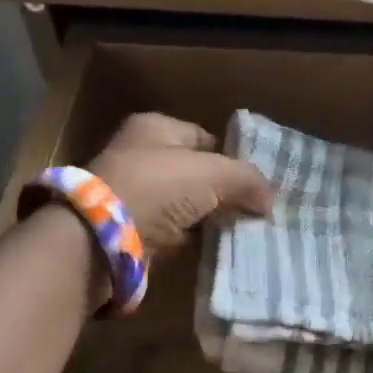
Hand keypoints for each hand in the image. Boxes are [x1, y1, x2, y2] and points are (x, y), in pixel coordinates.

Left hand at [88, 113, 273, 254]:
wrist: (102, 236)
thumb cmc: (159, 187)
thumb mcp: (214, 174)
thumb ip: (247, 179)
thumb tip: (270, 198)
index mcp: (155, 127)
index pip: (204, 137)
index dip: (230, 157)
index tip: (254, 182)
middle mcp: (139, 153)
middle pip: (193, 171)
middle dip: (220, 190)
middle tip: (250, 207)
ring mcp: (131, 191)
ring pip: (182, 202)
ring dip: (204, 215)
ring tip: (236, 228)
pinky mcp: (127, 226)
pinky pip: (169, 229)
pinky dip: (186, 237)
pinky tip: (208, 245)